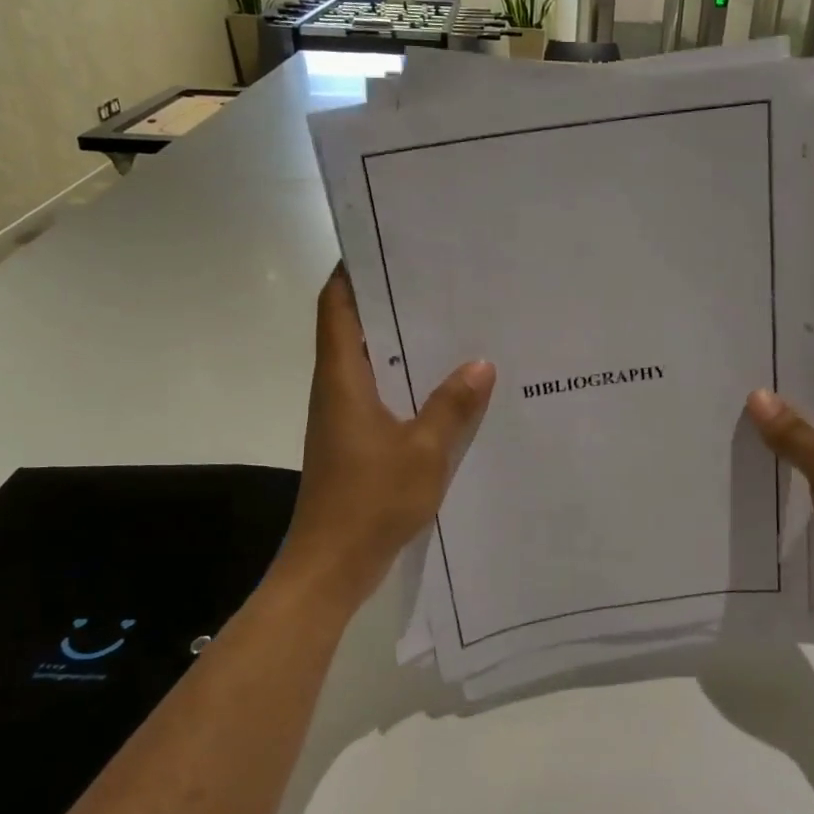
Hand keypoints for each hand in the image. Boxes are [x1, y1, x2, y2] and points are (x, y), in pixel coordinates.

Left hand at [274, 266, 495, 612]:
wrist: (331, 566)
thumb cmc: (370, 501)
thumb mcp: (424, 451)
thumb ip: (452, 406)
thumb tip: (481, 363)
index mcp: (342, 379)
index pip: (336, 306)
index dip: (352, 272)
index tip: (385, 246)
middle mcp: (337, 390)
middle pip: (353, 329)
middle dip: (388, 303)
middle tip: (436, 281)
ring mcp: (343, 419)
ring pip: (369, 365)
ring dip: (399, 345)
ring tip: (449, 325)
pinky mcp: (354, 444)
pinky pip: (380, 397)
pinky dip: (406, 383)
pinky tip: (445, 389)